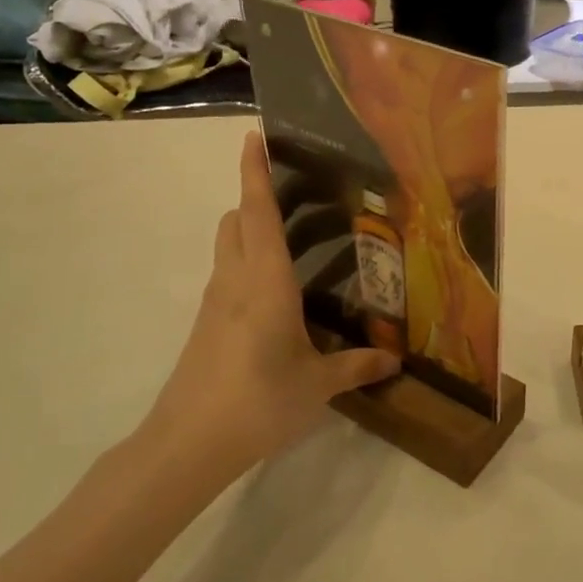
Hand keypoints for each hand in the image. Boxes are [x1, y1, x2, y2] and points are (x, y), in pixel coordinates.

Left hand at [141, 133, 399, 474]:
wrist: (187, 444)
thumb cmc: (258, 401)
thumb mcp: (317, 385)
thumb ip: (357, 366)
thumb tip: (395, 359)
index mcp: (266, 281)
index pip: (258, 212)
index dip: (255, 172)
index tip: (253, 137)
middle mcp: (236, 280)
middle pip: (236, 220)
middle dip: (255, 197)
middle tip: (295, 193)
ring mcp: (215, 302)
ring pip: (227, 246)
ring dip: (249, 228)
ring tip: (291, 236)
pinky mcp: (207, 324)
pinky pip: (227, 274)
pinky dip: (246, 261)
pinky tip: (275, 291)